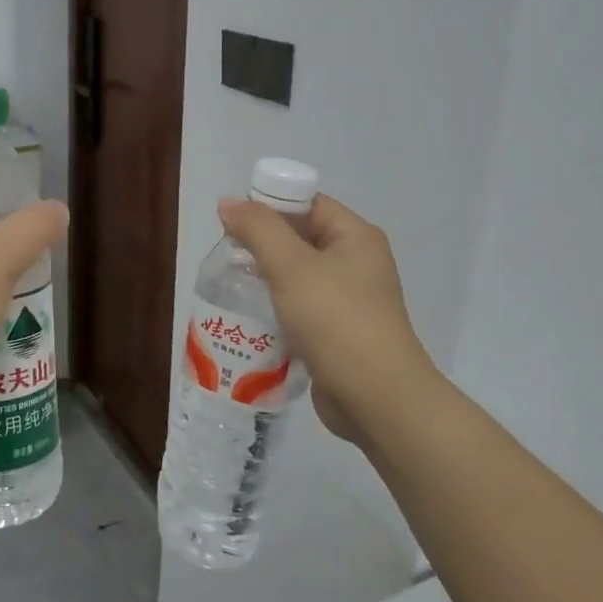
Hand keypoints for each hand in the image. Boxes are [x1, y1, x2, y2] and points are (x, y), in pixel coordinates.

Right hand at [216, 194, 439, 444]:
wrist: (377, 399)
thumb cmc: (336, 321)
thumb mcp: (292, 267)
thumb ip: (259, 229)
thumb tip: (229, 202)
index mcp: (356, 238)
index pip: (308, 204)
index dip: (270, 205)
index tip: (231, 221)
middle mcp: (357, 264)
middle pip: (301, 239)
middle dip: (262, 245)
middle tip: (226, 256)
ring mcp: (350, 302)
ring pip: (298, 278)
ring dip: (266, 280)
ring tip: (230, 286)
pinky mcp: (338, 334)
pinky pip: (301, 310)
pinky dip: (276, 311)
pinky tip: (249, 319)